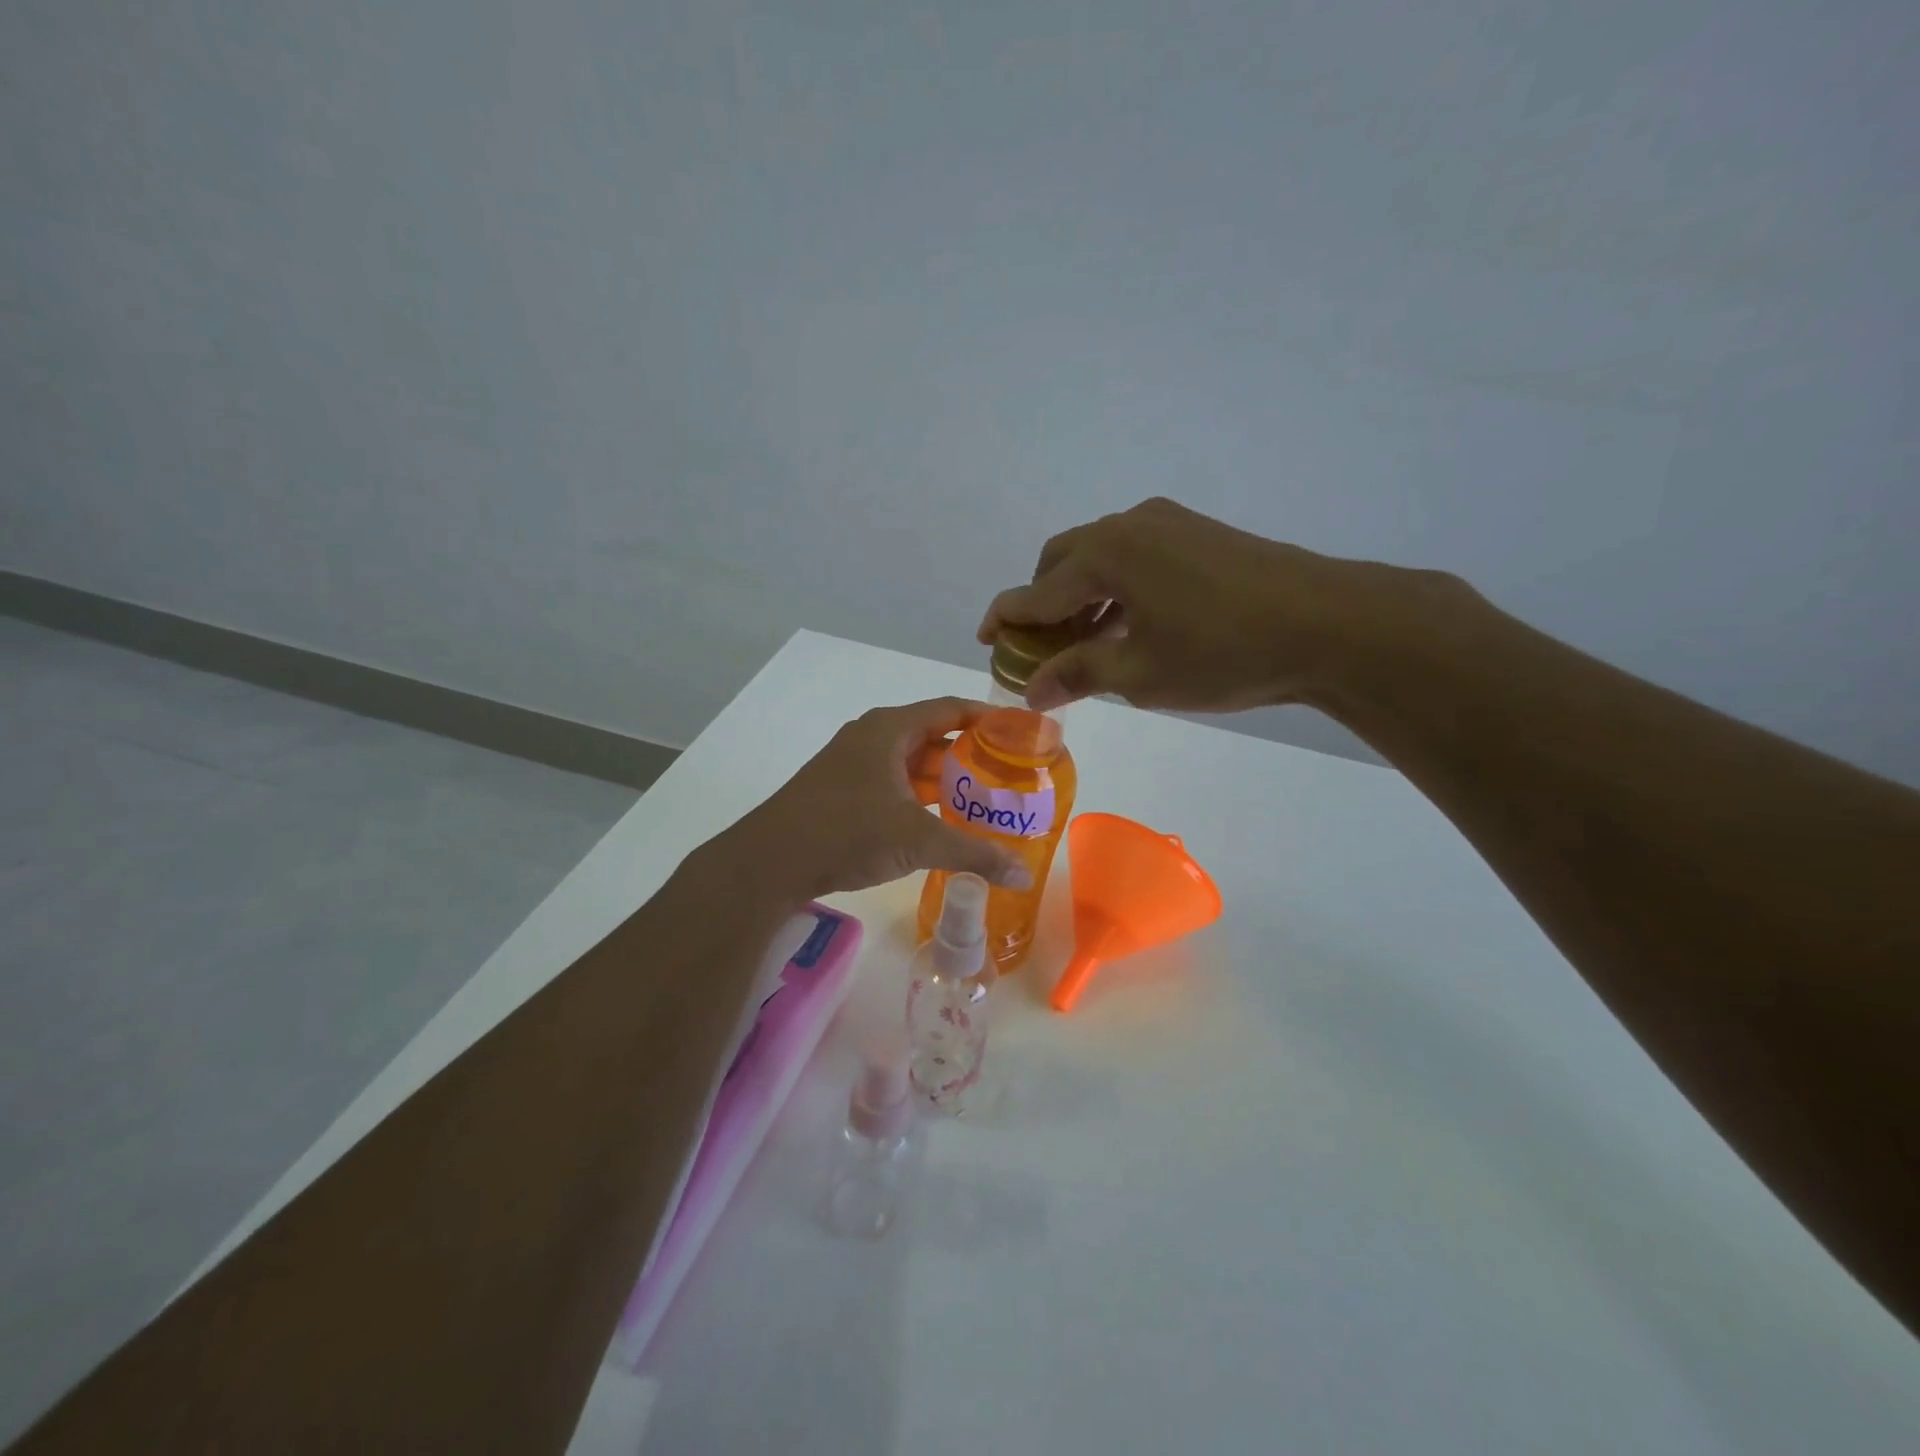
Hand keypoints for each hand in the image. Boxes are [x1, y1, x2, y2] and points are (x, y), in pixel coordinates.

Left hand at [710, 698, 1033, 901]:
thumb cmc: (847, 832)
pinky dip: (920, 796)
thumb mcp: (917, 841)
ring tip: (985, 799)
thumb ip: (974, 854)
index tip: (1020, 730)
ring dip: (945, 779)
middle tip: (1010, 773)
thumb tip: (1023, 874)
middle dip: (971, 755)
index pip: (950, 708)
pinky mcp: (843, 790)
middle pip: (933, 736)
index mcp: (889, 729)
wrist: (770, 861)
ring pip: (911, 763)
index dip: (987, 717)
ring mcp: (853, 763)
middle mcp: (872, 737)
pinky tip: (942, 819)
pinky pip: (893, 783)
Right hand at [978, 497, 1426, 713]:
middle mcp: (1129, 525)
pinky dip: (1115, 589)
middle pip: (1062, 562)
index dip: (1006, 619)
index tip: (984, 640)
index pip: (1036, 591)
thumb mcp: (1139, 673)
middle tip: (1038, 648)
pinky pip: (1135, 557)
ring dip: (1080, 597)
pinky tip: (1126, 624)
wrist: (1330, 624)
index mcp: (1106, 554)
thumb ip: (1078, 673)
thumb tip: (1031, 689)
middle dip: (1042, 604)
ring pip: (1100, 558)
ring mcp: (1168, 524)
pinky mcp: (1197, 533)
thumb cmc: (1222, 653)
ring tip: (1081, 644)